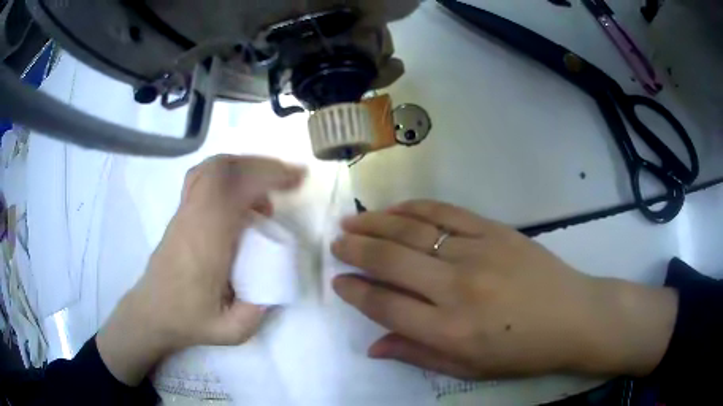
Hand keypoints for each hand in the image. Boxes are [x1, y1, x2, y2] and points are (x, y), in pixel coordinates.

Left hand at [97, 155, 304, 384]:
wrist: (152, 312)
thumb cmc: (189, 320)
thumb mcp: (232, 331)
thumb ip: (260, 308)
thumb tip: (279, 279)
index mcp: (206, 244)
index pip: (233, 191)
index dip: (266, 176)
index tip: (296, 179)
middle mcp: (193, 218)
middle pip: (222, 170)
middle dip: (261, 165)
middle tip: (288, 178)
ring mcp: (183, 211)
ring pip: (211, 168)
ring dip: (245, 166)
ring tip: (267, 184)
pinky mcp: (181, 212)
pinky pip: (203, 176)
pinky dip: (228, 172)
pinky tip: (240, 190)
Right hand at [332, 200, 677, 378]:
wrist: (574, 317)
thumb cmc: (522, 352)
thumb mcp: (468, 370)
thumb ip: (418, 355)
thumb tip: (373, 345)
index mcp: (449, 332)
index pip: (385, 305)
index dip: (355, 291)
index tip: (338, 281)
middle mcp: (457, 289)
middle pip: (391, 261)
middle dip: (355, 250)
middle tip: (336, 243)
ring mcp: (478, 253)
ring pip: (413, 230)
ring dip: (376, 224)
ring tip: (352, 221)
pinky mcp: (495, 230)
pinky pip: (445, 212)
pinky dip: (414, 208)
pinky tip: (395, 209)